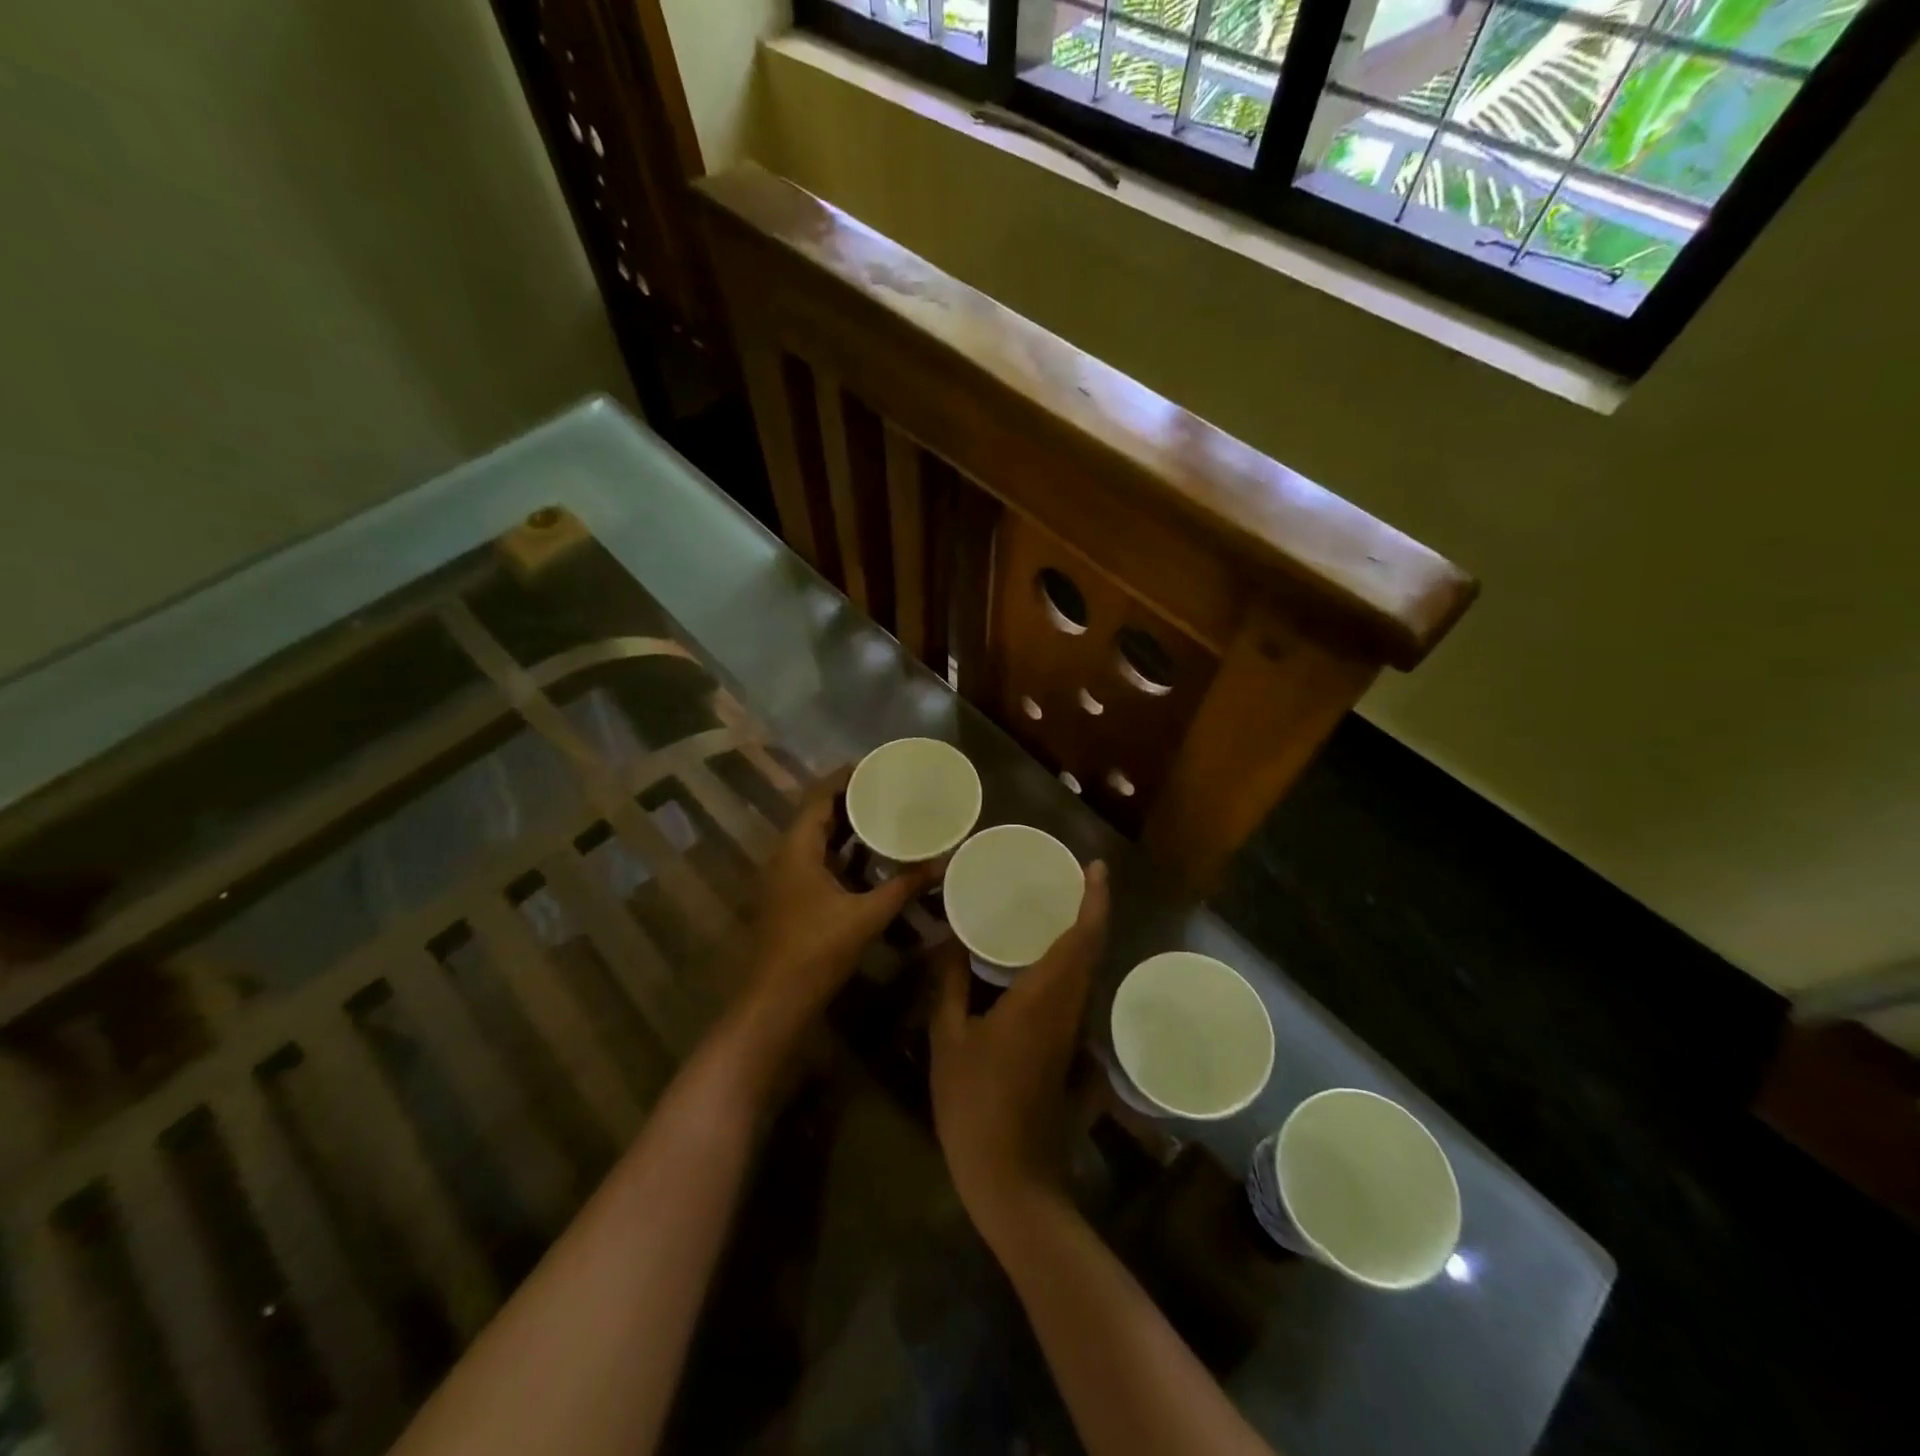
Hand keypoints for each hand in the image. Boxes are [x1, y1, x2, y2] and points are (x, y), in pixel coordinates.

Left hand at [745, 767, 940, 1028]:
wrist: (775, 1002)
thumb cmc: (817, 951)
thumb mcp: (867, 916)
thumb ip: (904, 886)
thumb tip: (944, 863)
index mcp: (797, 849)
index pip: (818, 796)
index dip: (844, 777)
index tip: (876, 766)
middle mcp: (786, 856)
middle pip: (816, 815)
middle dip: (849, 801)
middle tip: (888, 790)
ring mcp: (785, 879)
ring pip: (816, 841)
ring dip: (846, 829)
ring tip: (884, 817)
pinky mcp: (791, 899)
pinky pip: (817, 862)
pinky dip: (842, 855)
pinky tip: (870, 861)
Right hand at [929, 860, 1108, 1242]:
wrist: (1012, 1180)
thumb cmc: (974, 1104)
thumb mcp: (948, 1040)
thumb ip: (949, 985)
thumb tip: (948, 940)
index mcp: (1044, 998)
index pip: (1082, 938)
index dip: (1094, 900)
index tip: (1096, 868)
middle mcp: (1069, 1009)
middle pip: (1092, 950)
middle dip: (1090, 910)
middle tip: (1070, 879)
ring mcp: (1074, 1034)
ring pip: (1088, 973)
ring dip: (1082, 937)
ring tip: (1055, 909)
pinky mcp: (1070, 1052)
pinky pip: (1076, 994)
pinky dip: (1070, 966)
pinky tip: (1041, 962)